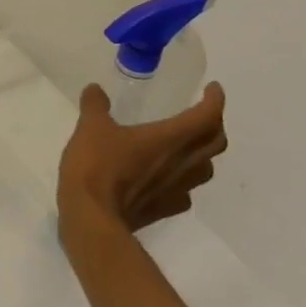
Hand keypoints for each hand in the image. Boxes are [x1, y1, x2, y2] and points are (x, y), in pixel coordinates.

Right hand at [57, 82, 226, 247]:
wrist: (93, 217)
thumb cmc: (97, 166)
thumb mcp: (90, 127)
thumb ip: (95, 105)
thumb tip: (95, 89)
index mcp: (170, 138)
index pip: (207, 116)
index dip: (215, 100)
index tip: (213, 89)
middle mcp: (182, 163)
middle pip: (216, 142)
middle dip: (214, 124)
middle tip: (200, 114)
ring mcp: (177, 189)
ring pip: (205, 168)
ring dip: (202, 153)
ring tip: (186, 145)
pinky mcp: (165, 209)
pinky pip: (185, 192)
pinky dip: (182, 181)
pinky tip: (166, 179)